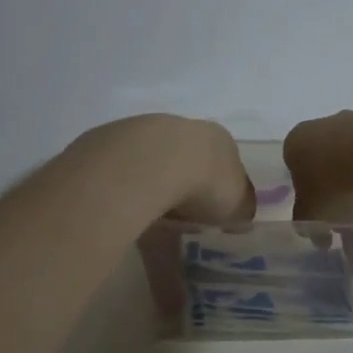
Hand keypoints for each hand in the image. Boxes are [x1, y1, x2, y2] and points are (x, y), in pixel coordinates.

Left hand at [72, 115, 254, 224]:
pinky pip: (125, 174)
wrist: (148, 163)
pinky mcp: (111, 143)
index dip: (220, 189)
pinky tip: (126, 215)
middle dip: (184, 187)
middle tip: (182, 219)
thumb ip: (241, 208)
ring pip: (153, 165)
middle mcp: (183, 128)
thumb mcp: (238, 204)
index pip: (225, 162)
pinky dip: (128, 193)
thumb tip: (240, 215)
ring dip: (154, 189)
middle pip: (187, 160)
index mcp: (219, 139)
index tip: (214, 214)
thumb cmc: (205, 182)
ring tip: (150, 224)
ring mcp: (144, 131)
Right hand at [283, 109, 352, 221]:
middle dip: (340, 192)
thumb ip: (307, 222)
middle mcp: (324, 125)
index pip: (297, 171)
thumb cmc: (335, 184)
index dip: (310, 198)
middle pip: (329, 165)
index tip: (325, 217)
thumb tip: (318, 232)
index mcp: (296, 143)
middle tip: (352, 218)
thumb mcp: (311, 216)